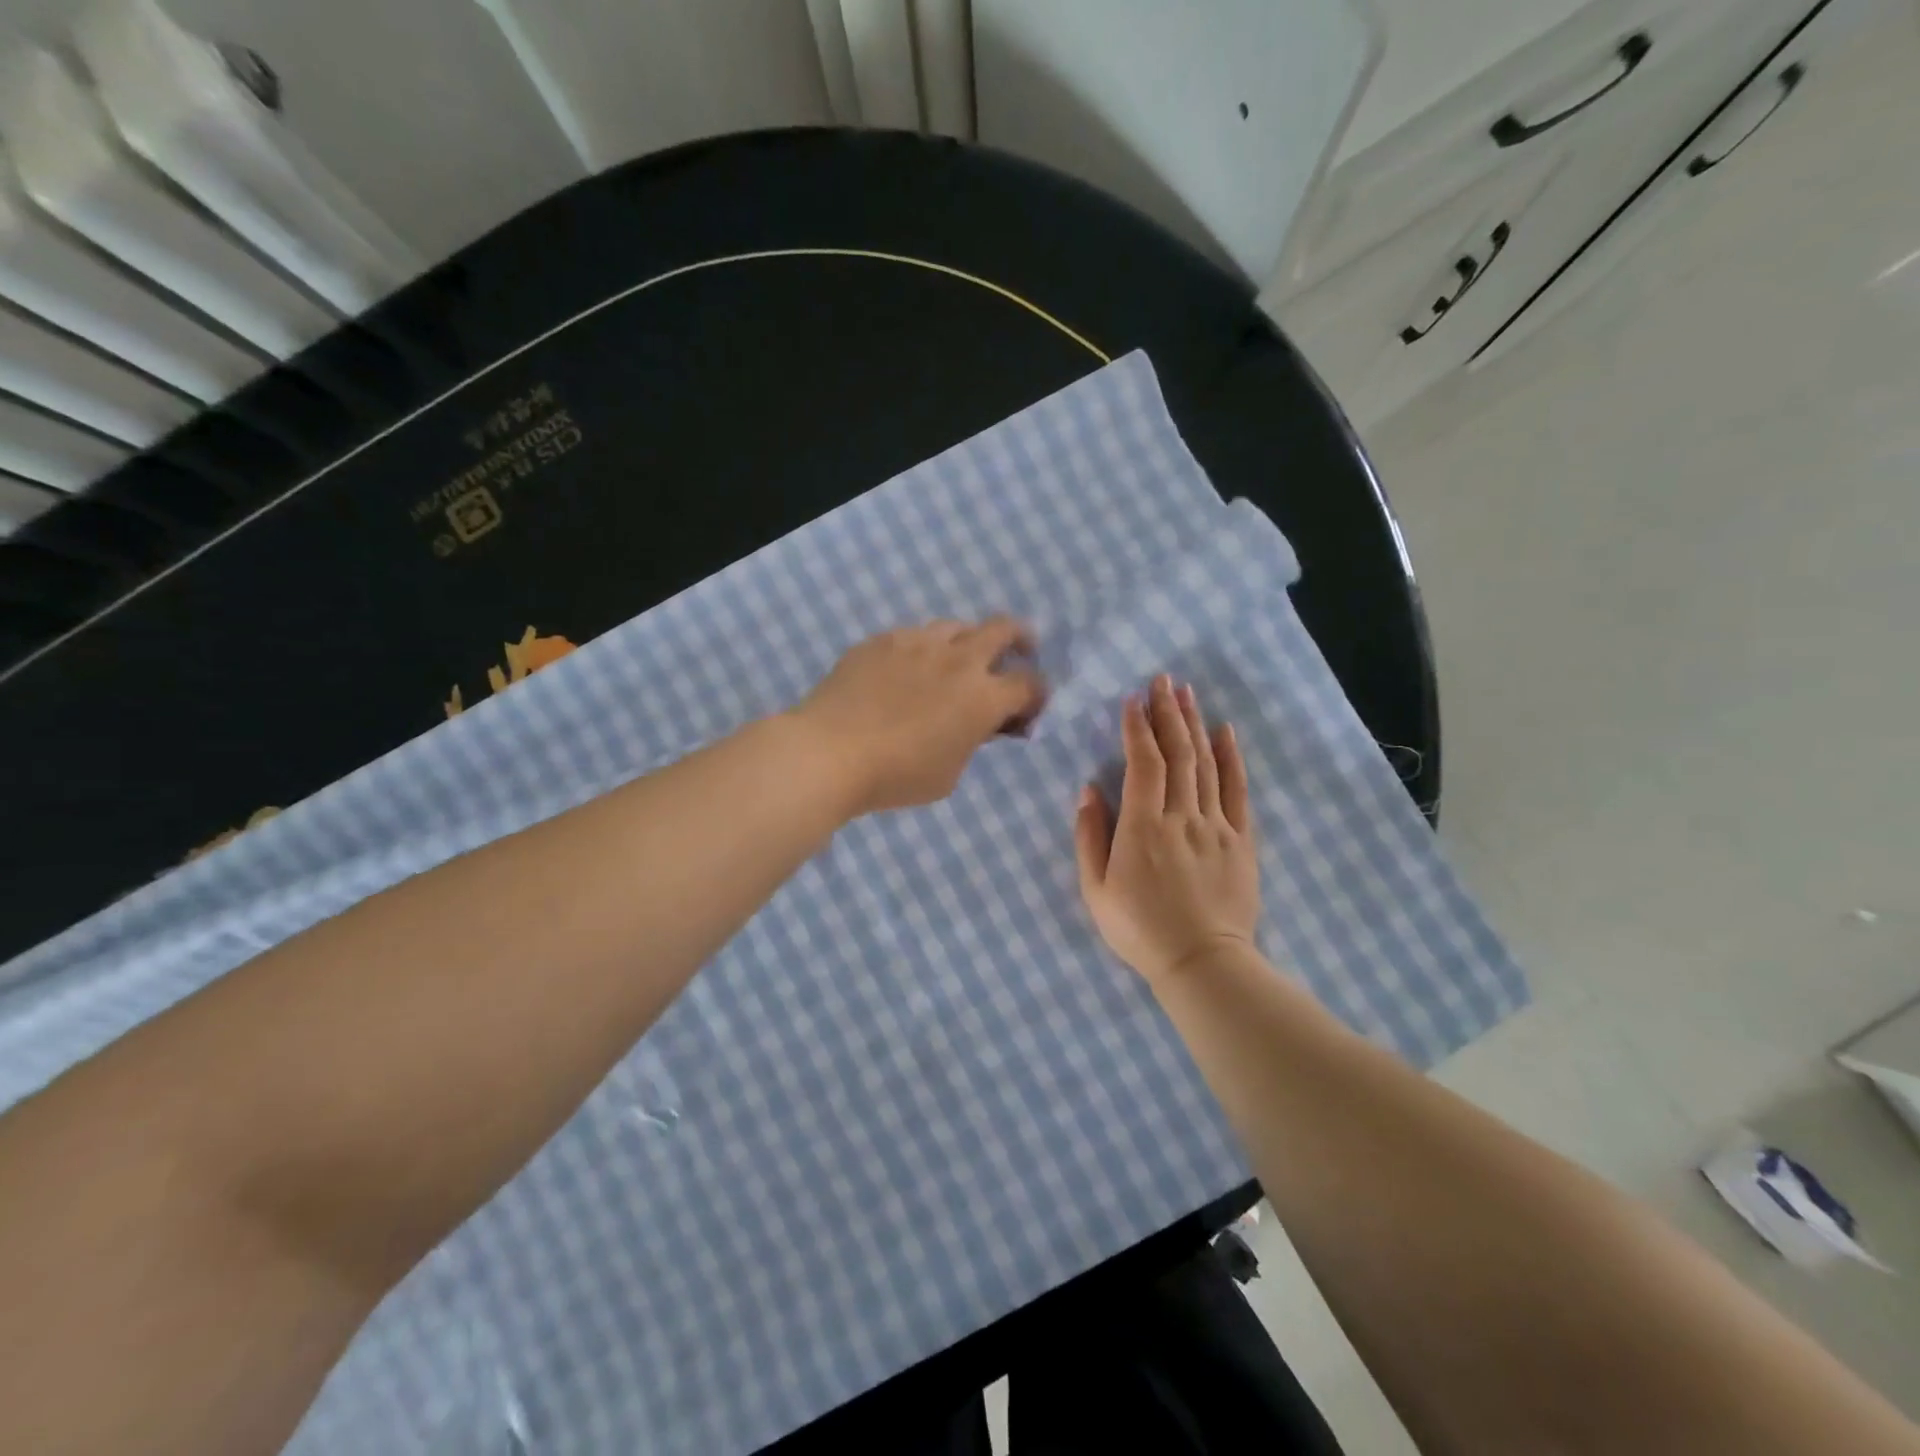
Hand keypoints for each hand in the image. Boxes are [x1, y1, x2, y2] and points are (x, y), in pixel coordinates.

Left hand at [794, 618, 1046, 815]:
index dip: (1037, 696)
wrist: (830, 752)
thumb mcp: (949, 774)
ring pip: (957, 626)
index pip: (1030, 684)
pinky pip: (915, 634)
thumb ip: (972, 742)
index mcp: (983, 697)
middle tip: (1018, 652)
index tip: (1028, 710)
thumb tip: (978, 725)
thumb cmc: (896, 776)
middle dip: (1020, 639)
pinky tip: (910, 668)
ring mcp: (919, 642)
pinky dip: (925, 649)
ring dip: (968, 641)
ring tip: (958, 660)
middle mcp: (958, 660)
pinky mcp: (883, 640)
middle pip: (1004, 629)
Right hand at [1074, 675, 1259, 985]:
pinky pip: (1237, 791)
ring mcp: (1216, 826)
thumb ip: (1089, 837)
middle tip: (1163, 680)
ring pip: (1205, 764)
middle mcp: (1181, 816)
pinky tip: (1226, 732)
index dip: (1137, 728)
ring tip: (1187, 693)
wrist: (1202, 963)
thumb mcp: (1096, 890)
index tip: (1132, 700)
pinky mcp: (1240, 840)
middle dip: (1167, 713)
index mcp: (1142, 827)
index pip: (1142, 763)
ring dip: (1194, 725)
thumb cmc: (1140, 929)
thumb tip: (1088, 790)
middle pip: (1177, 753)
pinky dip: (1231, 758)